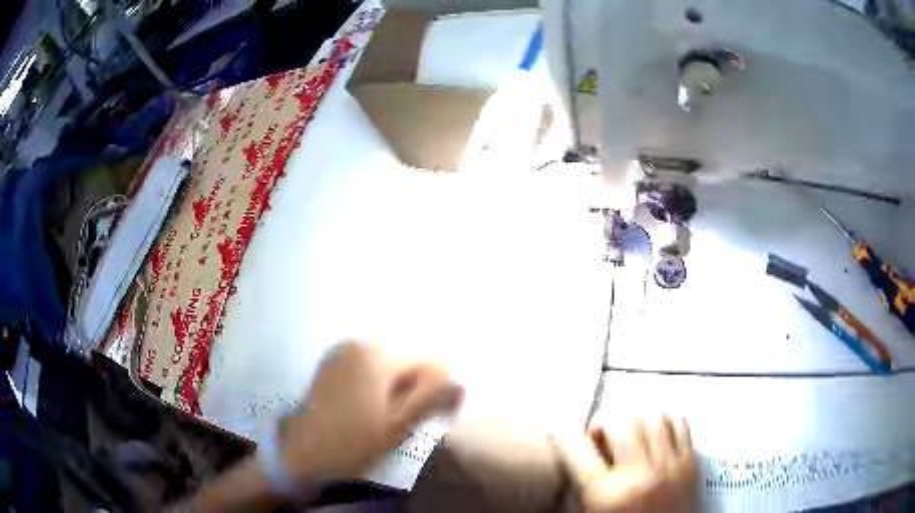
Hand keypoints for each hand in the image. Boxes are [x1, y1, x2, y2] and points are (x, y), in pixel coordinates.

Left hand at [277, 341, 462, 483]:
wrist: (300, 454)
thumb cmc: (351, 444)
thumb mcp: (396, 427)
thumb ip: (430, 401)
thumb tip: (461, 383)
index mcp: (377, 356)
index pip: (427, 360)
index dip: (438, 386)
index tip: (437, 411)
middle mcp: (358, 344)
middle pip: (406, 359)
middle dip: (416, 385)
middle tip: (410, 417)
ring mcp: (341, 353)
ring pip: (387, 364)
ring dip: (397, 385)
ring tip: (390, 416)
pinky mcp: (330, 364)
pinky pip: (367, 367)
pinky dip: (377, 383)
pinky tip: (370, 408)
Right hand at [560, 416, 697, 512]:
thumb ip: (581, 490)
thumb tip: (573, 461)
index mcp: (607, 496)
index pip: (576, 450)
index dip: (561, 435)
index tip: (559, 431)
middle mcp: (640, 476)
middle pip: (620, 421)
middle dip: (604, 420)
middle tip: (600, 433)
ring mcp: (670, 466)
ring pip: (653, 415)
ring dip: (635, 415)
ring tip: (629, 427)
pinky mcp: (691, 464)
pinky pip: (680, 423)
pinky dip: (665, 418)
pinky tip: (657, 429)